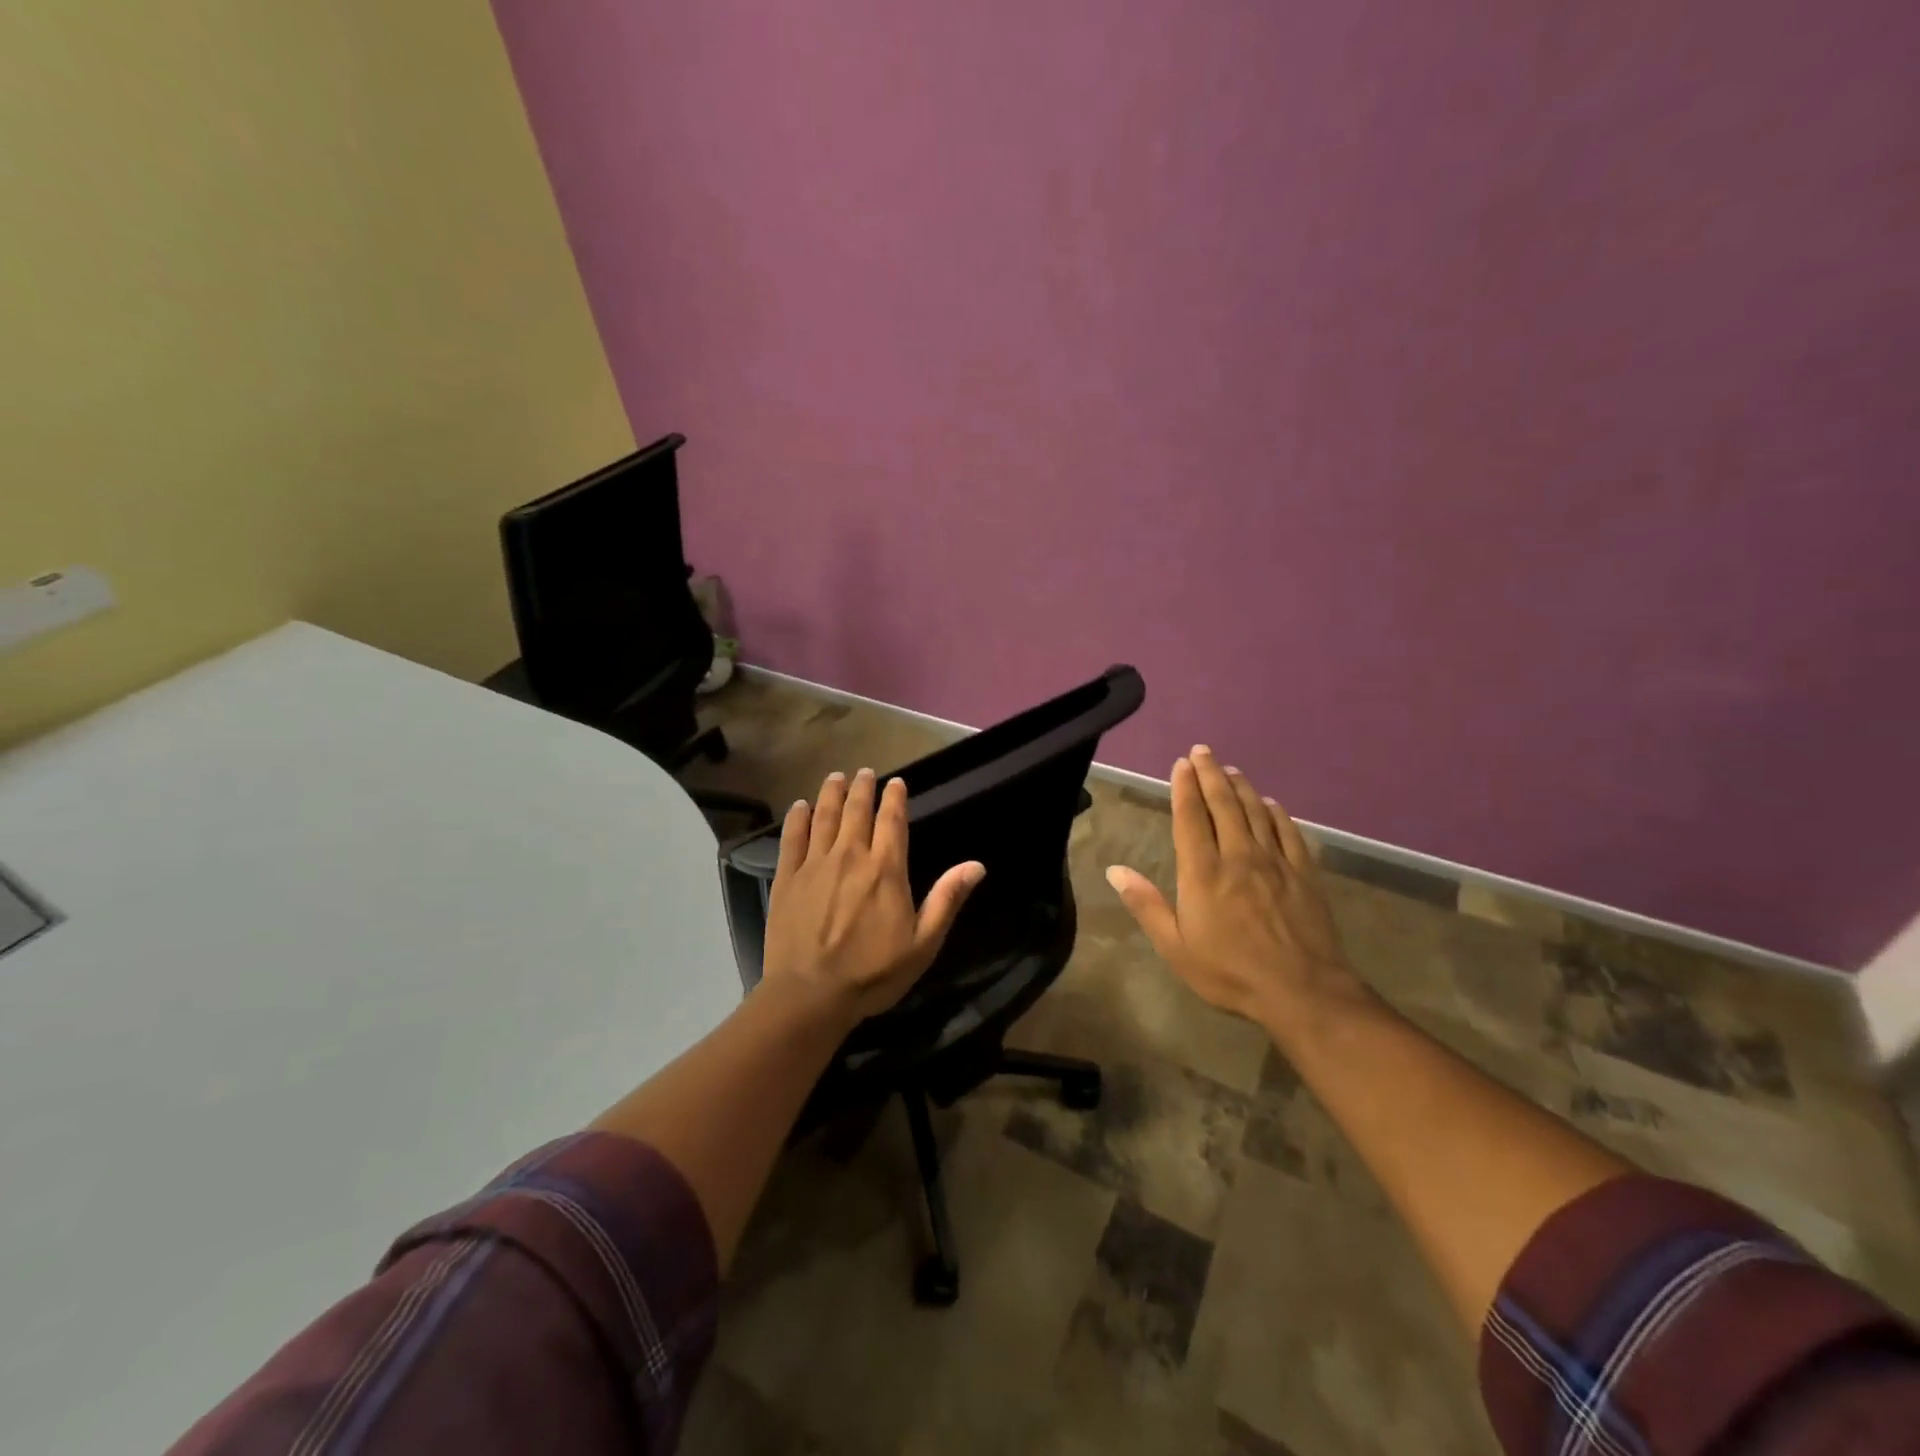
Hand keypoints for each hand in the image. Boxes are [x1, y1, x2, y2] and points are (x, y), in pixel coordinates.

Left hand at [761, 767, 985, 1019]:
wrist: (810, 994)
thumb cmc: (873, 973)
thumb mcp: (923, 943)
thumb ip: (947, 899)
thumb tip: (976, 865)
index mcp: (886, 869)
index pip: (892, 821)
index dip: (895, 798)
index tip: (896, 783)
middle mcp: (851, 856)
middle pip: (857, 810)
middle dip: (862, 788)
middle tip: (864, 773)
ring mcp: (815, 864)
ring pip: (824, 816)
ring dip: (831, 793)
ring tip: (836, 777)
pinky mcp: (787, 877)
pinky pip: (792, 838)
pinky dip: (797, 818)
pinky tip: (799, 806)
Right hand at [1106, 746, 1363, 1032]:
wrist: (1302, 991)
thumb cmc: (1230, 972)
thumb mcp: (1175, 947)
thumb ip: (1146, 905)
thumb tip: (1114, 870)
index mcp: (1202, 872)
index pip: (1190, 818)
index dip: (1184, 788)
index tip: (1181, 764)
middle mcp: (1238, 856)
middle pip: (1222, 804)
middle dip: (1210, 774)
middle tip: (1203, 751)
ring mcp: (1274, 861)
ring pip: (1255, 811)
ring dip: (1241, 786)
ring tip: (1230, 769)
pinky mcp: (1303, 873)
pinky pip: (1288, 831)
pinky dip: (1276, 812)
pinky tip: (1270, 804)